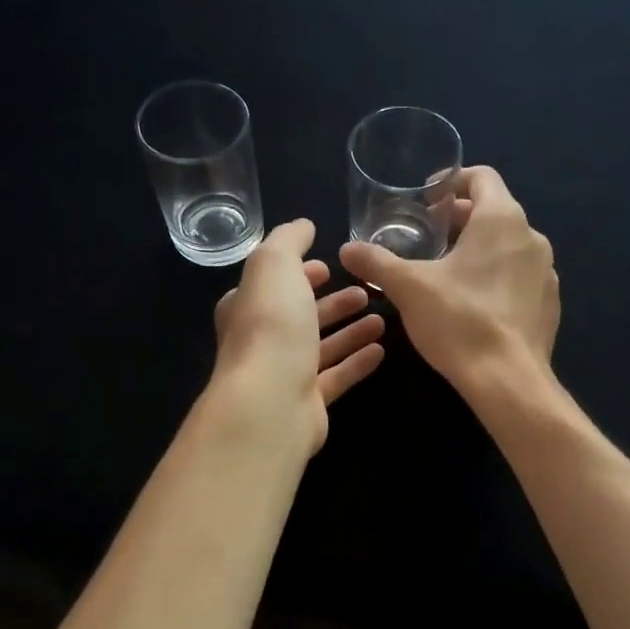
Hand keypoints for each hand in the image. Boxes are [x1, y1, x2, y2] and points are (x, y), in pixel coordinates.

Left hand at [212, 219, 385, 453]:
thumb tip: (303, 226)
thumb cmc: (271, 327)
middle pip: (300, 317)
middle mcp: (262, 341)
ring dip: (349, 331)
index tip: (328, 265)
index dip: (298, 273)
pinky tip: (381, 351)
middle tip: (364, 291)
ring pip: (321, 347)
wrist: (270, 402)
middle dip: (331, 303)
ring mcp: (284, 374)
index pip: (273, 285)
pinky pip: (336, 377)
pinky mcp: (308, 402)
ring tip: (382, 318)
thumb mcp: (274, 266)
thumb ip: (288, 241)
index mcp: (247, 307)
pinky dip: (356, 362)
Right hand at [339, 165, 558, 400]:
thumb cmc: (459, 321)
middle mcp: (531, 237)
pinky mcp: (549, 304)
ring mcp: (546, 272)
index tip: (428, 201)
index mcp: (502, 219)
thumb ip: (376, 263)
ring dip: (479, 250)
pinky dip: (497, 279)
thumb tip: (347, 250)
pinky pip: (520, 278)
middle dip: (461, 220)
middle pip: (495, 212)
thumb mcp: (408, 288)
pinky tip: (474, 304)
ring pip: (509, 247)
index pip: (482, 176)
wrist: (509, 380)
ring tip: (447, 273)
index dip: (453, 182)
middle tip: (428, 238)